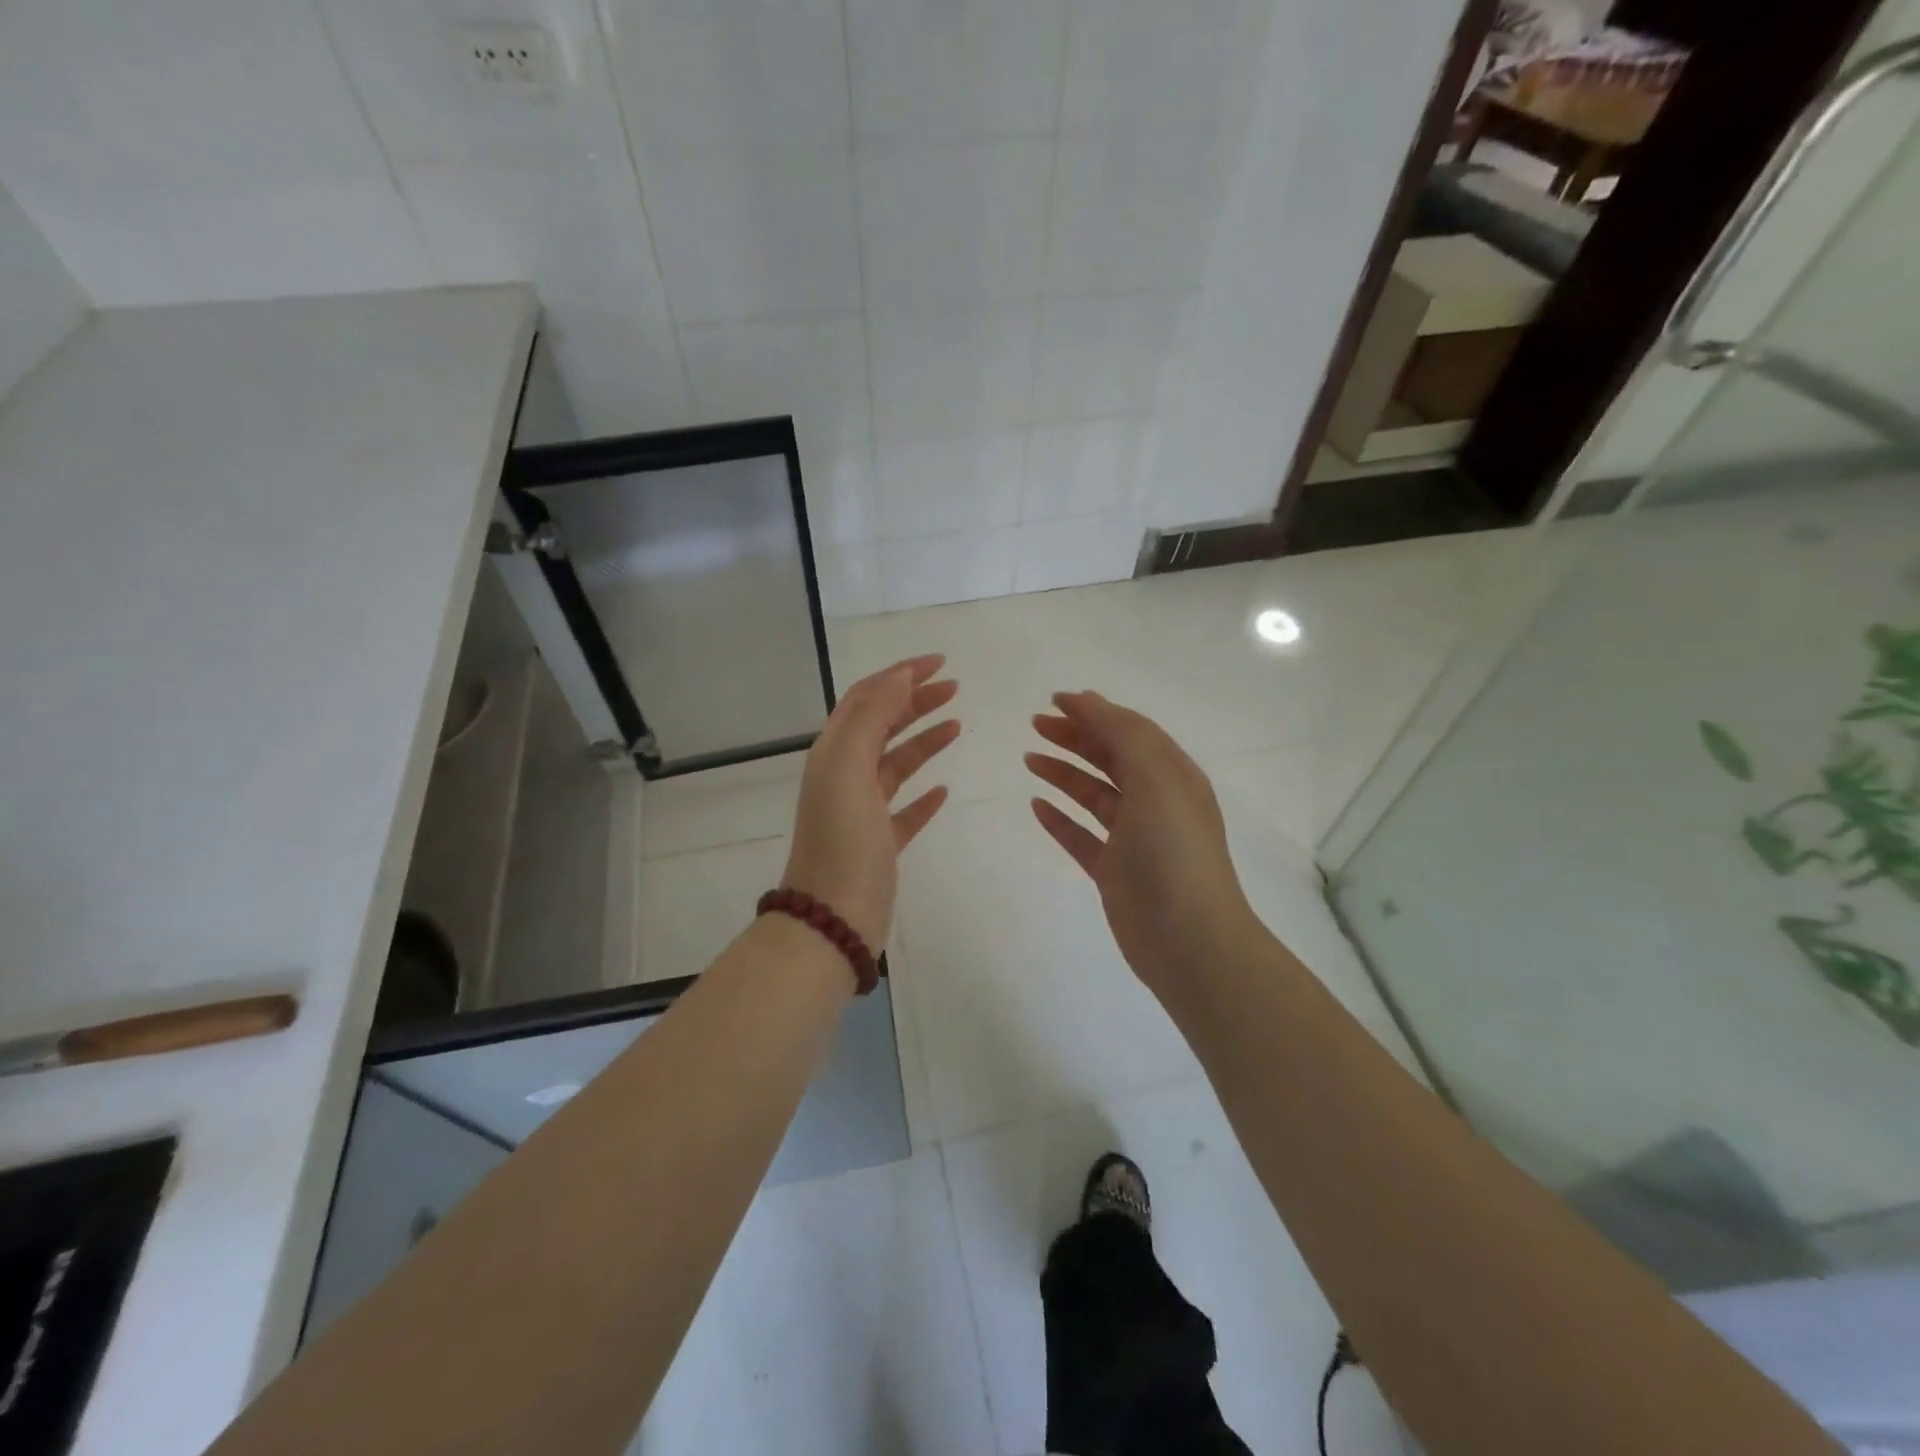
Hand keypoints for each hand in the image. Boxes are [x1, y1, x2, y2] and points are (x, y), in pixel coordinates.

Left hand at [782, 654, 959, 950]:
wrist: (833, 918)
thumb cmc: (843, 839)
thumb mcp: (850, 767)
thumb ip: (872, 717)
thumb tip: (898, 676)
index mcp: (834, 754)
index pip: (866, 699)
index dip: (899, 675)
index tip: (939, 663)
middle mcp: (844, 776)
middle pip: (882, 726)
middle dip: (915, 701)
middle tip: (954, 688)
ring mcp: (862, 812)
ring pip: (896, 764)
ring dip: (924, 740)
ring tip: (957, 725)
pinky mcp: (880, 843)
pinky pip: (904, 809)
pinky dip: (924, 795)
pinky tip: (944, 789)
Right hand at [1026, 691, 1254, 995]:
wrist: (1188, 939)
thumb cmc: (1173, 851)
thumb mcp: (1155, 778)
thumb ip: (1123, 734)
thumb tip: (1087, 700)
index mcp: (1172, 775)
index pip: (1131, 731)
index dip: (1095, 711)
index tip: (1054, 700)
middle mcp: (1155, 801)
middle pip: (1110, 758)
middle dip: (1075, 737)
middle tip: (1035, 726)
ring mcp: (1134, 838)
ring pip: (1093, 794)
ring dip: (1063, 773)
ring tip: (1029, 759)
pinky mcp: (1114, 871)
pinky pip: (1081, 835)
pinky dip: (1060, 818)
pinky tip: (1036, 806)